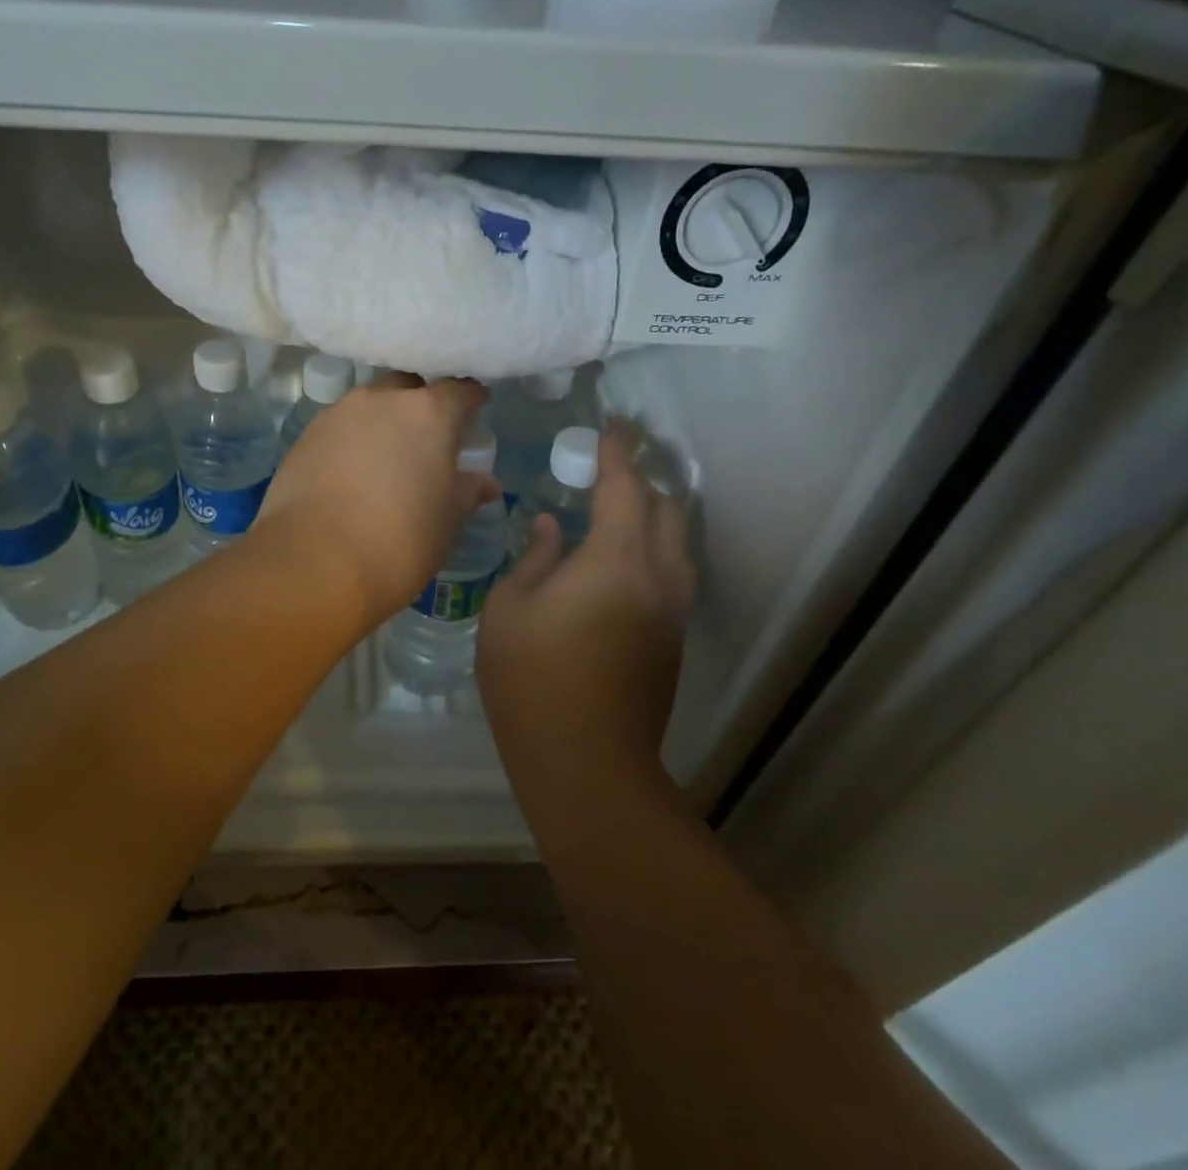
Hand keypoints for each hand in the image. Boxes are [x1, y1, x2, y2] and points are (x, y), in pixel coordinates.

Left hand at [256, 373, 496, 623]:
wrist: (315, 562)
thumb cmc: (401, 541)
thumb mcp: (448, 521)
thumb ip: (468, 492)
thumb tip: (485, 482)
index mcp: (428, 412)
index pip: (460, 389)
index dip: (471, 400)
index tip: (476, 411)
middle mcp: (381, 399)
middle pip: (409, 387)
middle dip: (421, 404)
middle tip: (428, 438)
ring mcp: (337, 414)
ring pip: (369, 405)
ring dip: (382, 422)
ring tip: (386, 458)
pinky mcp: (304, 437)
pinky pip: (338, 429)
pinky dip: (351, 442)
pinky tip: (351, 474)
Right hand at [478, 420, 695, 790]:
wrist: (585, 762)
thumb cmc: (532, 679)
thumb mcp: (510, 609)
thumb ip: (535, 556)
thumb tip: (553, 526)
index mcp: (615, 560)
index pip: (626, 486)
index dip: (619, 451)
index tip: (613, 425)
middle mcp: (658, 576)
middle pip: (667, 507)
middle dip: (643, 477)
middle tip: (610, 466)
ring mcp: (672, 609)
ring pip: (678, 541)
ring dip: (655, 513)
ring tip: (619, 507)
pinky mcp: (673, 637)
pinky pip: (673, 570)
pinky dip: (655, 546)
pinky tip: (622, 557)